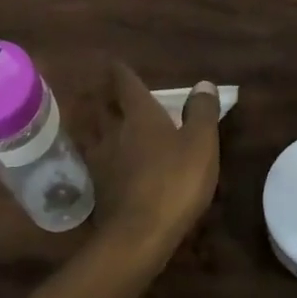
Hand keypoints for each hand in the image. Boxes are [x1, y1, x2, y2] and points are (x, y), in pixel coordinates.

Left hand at [92, 63, 221, 259]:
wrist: (139, 234)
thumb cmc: (175, 181)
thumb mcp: (201, 143)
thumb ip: (202, 112)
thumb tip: (203, 84)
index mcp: (140, 115)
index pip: (126, 85)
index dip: (121, 73)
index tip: (114, 63)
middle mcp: (114, 132)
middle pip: (102, 107)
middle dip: (103, 97)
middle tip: (103, 90)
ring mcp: (101, 161)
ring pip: (93, 134)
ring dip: (94, 125)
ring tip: (97, 122)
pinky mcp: (97, 189)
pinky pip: (94, 162)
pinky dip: (97, 155)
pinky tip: (102, 162)